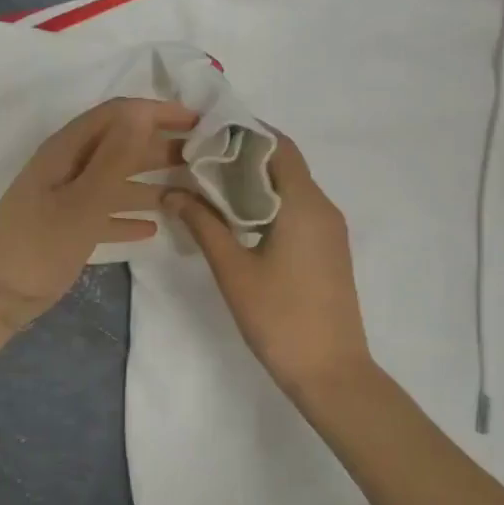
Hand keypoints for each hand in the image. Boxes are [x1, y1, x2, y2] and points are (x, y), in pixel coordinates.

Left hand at [0, 97, 195, 329]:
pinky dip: (127, 215)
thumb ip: (115, 157)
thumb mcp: (82, 201)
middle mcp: (67, 166)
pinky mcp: (65, 227)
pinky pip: (104, 212)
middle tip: (203, 157)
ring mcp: (64, 198)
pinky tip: (152, 228)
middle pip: (119, 144)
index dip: (158, 111)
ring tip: (188, 192)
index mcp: (67, 150)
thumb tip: (143, 111)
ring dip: (149, 183)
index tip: (200, 121)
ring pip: (115, 180)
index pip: (118, 114)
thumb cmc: (38, 246)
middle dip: (160, 146)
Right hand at [167, 134, 373, 397]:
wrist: (331, 372)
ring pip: (290, 188)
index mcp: (304, 203)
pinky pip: (297, 210)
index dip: (243, 132)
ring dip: (253, 181)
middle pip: (284, 164)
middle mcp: (323, 207)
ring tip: (208, 186)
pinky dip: (266, 204)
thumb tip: (172, 193)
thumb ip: (203, 225)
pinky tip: (235, 219)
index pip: (278, 145)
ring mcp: (329, 230)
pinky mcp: (328, 250)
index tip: (206, 133)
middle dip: (242, 156)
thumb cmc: (280, 318)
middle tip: (197, 160)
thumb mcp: (233, 270)